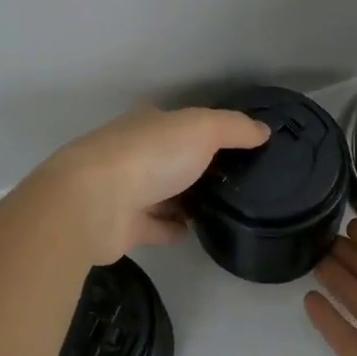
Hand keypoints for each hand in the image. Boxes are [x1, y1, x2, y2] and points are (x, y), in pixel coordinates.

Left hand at [40, 106, 269, 256]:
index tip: (241, 146)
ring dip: (187, 199)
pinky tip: (195, 232)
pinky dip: (172, 228)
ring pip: (164, 193)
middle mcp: (135, 153)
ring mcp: (127, 190)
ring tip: (224, 208)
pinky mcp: (123, 227)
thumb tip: (263, 130)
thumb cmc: (149, 156)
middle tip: (240, 181)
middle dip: (199, 167)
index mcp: (149, 124)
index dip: (209, 131)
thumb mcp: (201, 129)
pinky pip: (156, 226)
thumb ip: (234, 128)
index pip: (182, 123)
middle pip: (173, 158)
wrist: (93, 203)